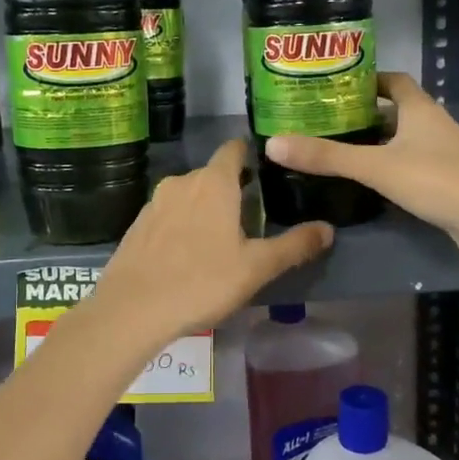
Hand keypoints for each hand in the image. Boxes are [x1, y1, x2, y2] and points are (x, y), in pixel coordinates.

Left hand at [92, 138, 333, 343]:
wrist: (131, 310)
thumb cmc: (201, 282)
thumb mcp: (256, 268)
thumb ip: (294, 246)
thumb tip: (328, 229)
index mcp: (213, 182)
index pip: (234, 149)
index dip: (252, 155)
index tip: (268, 172)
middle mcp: (182, 182)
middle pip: (213, 175)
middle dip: (233, 190)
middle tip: (253, 219)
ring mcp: (155, 202)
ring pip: (189, 196)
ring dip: (206, 209)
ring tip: (222, 240)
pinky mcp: (137, 225)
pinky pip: (169, 215)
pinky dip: (183, 225)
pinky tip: (188, 255)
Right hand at [265, 72, 458, 277]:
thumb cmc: (438, 180)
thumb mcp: (376, 167)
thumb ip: (327, 157)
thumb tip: (273, 144)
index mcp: (420, 109)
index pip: (393, 80)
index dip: (367, 79)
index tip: (334, 86)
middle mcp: (433, 125)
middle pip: (395, 110)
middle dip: (362, 114)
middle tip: (323, 121)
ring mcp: (442, 155)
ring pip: (402, 141)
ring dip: (374, 143)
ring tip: (335, 149)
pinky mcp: (446, 182)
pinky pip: (410, 166)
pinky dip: (388, 167)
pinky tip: (366, 181)